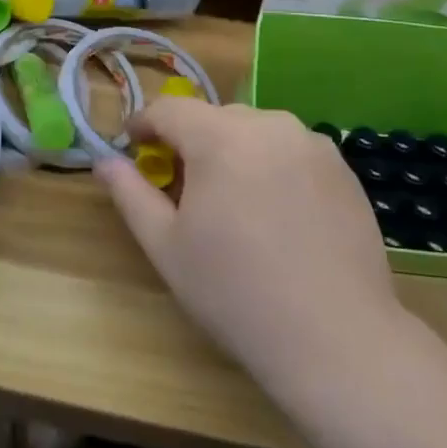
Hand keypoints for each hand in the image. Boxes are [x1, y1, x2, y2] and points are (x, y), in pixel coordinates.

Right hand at [95, 100, 402, 421]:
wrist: (336, 338)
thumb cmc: (235, 292)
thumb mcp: (166, 246)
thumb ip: (130, 193)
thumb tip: (103, 161)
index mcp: (220, 137)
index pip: (169, 109)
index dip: (144, 125)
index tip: (134, 148)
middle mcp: (269, 125)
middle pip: (213, 118)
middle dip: (190, 142)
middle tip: (183, 189)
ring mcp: (312, 144)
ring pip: (254, 131)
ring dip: (233, 151)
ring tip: (233, 203)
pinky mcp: (343, 169)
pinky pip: (291, 150)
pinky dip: (271, 166)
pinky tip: (276, 215)